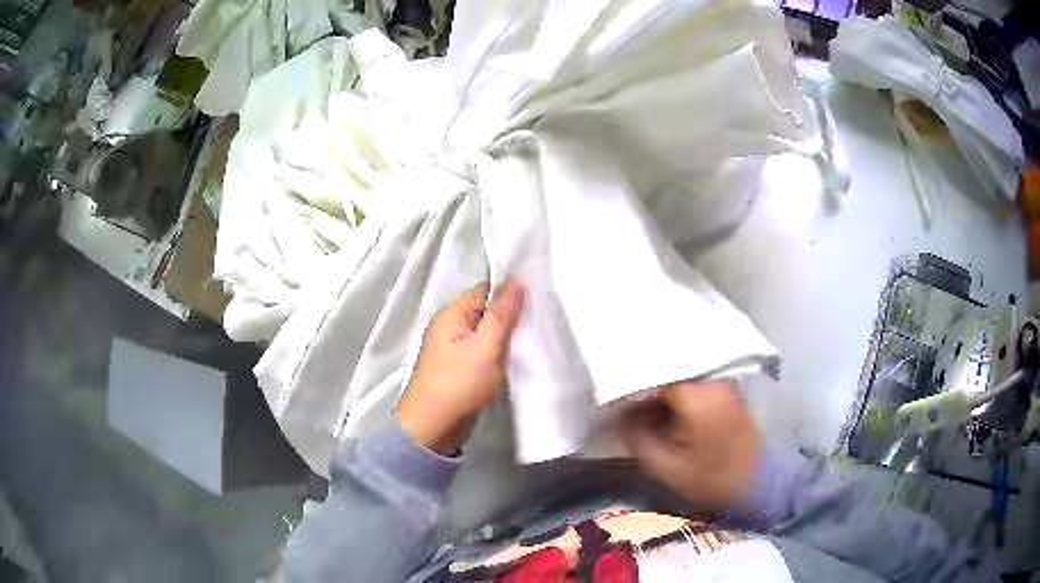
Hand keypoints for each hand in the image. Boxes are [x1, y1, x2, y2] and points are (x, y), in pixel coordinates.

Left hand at [397, 280, 525, 454]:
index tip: (540, 296)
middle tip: (542, 320)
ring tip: (536, 338)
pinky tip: (520, 357)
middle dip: (513, 316)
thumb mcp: (485, 347)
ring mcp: (457, 349)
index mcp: (452, 315)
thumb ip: (503, 315)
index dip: (511, 291)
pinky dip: (501, 354)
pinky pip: (486, 352)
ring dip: (509, 338)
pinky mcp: (463, 368)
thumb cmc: (458, 384)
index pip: (486, 290)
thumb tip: (517, 281)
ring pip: (489, 334)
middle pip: (488, 311)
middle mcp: (452, 327)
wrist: (434, 428)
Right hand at [620, 381, 760, 510]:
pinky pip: (695, 387)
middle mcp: (710, 380)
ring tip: (646, 417)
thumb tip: (619, 420)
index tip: (615, 410)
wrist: (760, 482)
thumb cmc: (713, 477)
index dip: (630, 395)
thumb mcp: (668, 467)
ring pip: (681, 381)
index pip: (652, 379)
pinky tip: (669, 417)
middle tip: (628, 414)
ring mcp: (722, 385)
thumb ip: (638, 440)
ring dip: (662, 397)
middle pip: (667, 375)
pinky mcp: (728, 394)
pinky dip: (678, 399)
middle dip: (645, 394)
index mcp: (695, 395)